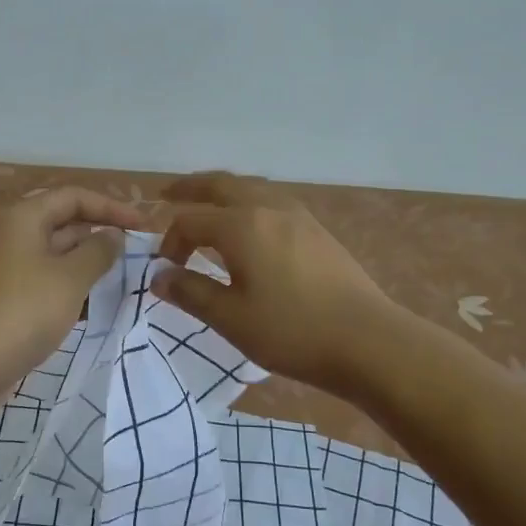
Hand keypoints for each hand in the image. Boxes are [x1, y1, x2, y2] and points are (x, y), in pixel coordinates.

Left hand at [0, 186, 144, 380]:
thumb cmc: (20, 311)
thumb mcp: (69, 278)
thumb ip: (98, 252)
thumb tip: (113, 236)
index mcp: (22, 218)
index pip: (74, 197)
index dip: (112, 208)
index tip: (144, 228)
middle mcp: (8, 237)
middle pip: (62, 225)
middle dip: (100, 238)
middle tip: (137, 258)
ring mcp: (0, 271)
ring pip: (52, 259)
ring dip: (86, 268)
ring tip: (122, 283)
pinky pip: (40, 286)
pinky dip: (66, 291)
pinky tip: (91, 310)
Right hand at [154, 172, 399, 395]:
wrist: (367, 340)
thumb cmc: (291, 330)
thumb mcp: (231, 318)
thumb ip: (190, 292)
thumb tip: (158, 276)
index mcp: (241, 225)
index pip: (190, 221)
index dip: (171, 242)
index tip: (165, 270)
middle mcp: (268, 208)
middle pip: (221, 185)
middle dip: (191, 189)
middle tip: (167, 195)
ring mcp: (298, 216)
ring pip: (251, 188)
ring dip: (222, 192)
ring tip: (207, 205)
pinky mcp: (317, 230)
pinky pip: (272, 201)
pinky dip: (248, 202)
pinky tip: (251, 225)